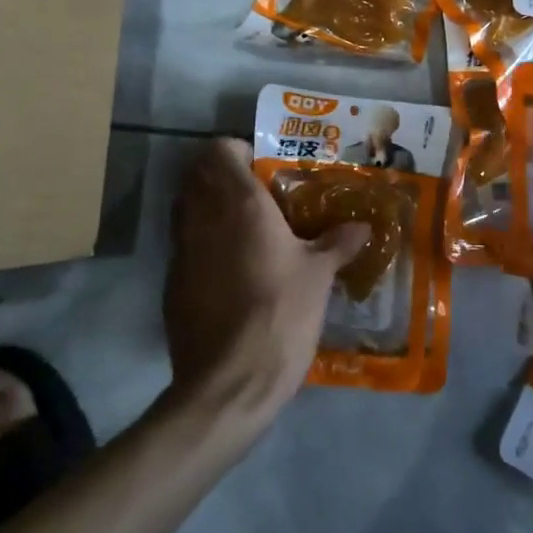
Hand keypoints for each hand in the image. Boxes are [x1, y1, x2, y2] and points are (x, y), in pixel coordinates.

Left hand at [164, 139, 370, 428]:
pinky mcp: (171, 283)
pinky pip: (183, 245)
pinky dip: (200, 242)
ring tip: (243, 227)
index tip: (262, 166)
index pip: (219, 150)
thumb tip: (362, 227)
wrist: (230, 381)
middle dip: (221, 175)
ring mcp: (180, 250)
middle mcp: (202, 217)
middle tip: (255, 193)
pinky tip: (228, 269)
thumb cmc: (280, 314)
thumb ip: (338, 244)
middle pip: (197, 174)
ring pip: (185, 208)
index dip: (236, 150)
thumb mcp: (319, 277)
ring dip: (207, 206)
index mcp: (239, 204)